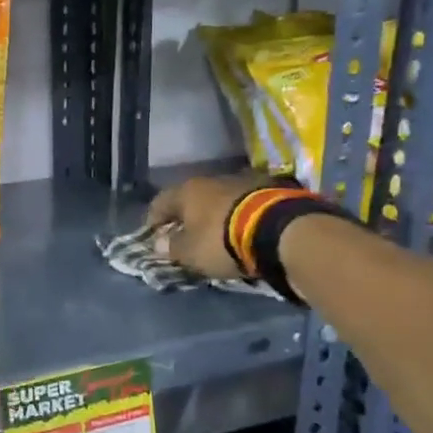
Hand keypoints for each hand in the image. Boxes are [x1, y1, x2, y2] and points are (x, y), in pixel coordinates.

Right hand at [144, 173, 269, 279]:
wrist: (279, 230)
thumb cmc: (222, 240)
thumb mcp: (190, 252)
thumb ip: (171, 247)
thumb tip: (159, 243)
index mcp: (187, 191)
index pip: (160, 203)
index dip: (153, 221)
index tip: (153, 237)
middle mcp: (211, 179)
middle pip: (191, 198)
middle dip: (187, 217)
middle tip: (186, 237)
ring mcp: (242, 181)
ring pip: (219, 198)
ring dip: (214, 214)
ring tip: (217, 234)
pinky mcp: (268, 189)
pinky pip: (243, 203)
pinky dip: (238, 215)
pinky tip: (241, 229)